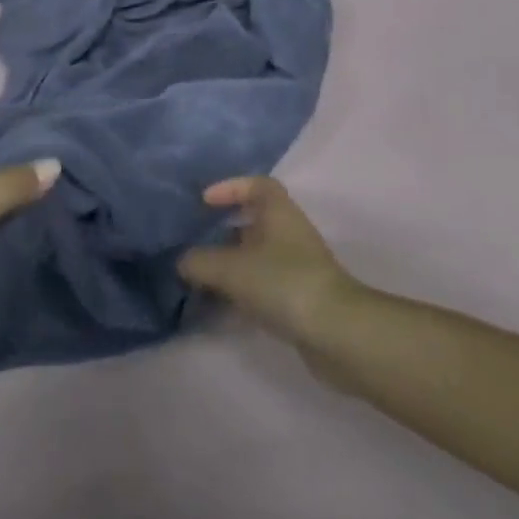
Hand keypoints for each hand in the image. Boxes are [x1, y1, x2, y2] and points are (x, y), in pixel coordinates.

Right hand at [178, 177, 362, 344]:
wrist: (336, 332)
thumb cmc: (283, 283)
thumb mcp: (231, 268)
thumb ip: (199, 261)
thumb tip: (183, 262)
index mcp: (279, 213)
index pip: (258, 185)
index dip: (231, 187)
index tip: (204, 201)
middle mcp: (289, 235)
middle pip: (253, 223)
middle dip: (222, 232)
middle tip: (192, 243)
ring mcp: (295, 268)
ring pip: (255, 257)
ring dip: (228, 265)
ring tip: (197, 277)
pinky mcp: (296, 299)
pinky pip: (260, 286)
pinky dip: (239, 292)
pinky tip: (217, 306)